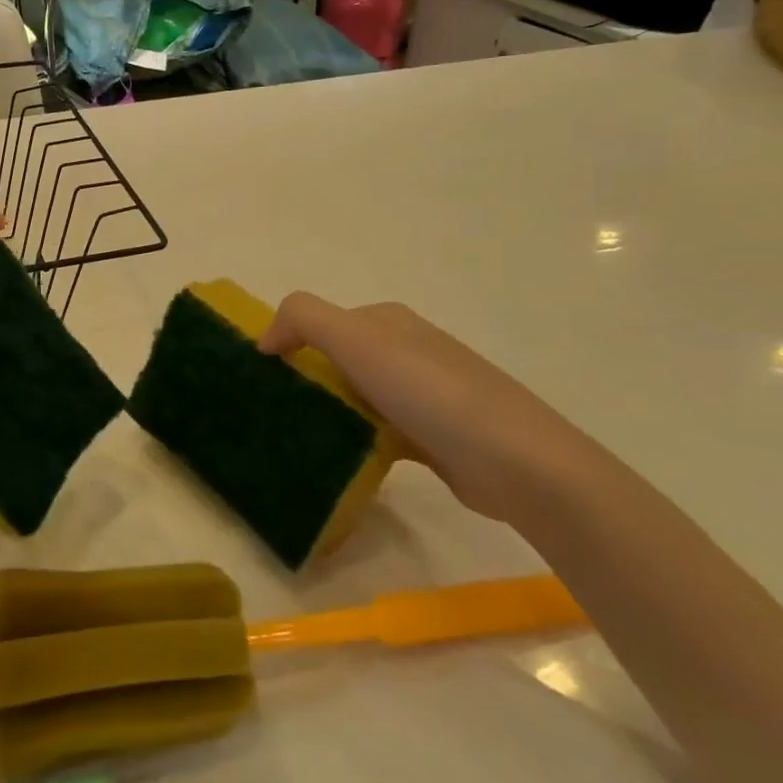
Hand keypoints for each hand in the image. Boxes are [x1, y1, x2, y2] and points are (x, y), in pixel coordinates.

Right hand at [259, 295, 620, 531]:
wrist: (519, 463)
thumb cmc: (430, 393)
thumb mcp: (358, 339)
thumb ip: (304, 319)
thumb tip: (266, 338)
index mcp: (387, 321)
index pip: (320, 322)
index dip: (288, 344)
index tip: (264, 380)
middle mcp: (405, 349)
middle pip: (336, 359)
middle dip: (304, 380)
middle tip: (274, 413)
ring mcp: (421, 393)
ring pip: (355, 396)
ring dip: (327, 412)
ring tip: (296, 438)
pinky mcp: (430, 435)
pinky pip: (376, 430)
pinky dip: (354, 440)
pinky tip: (338, 459)